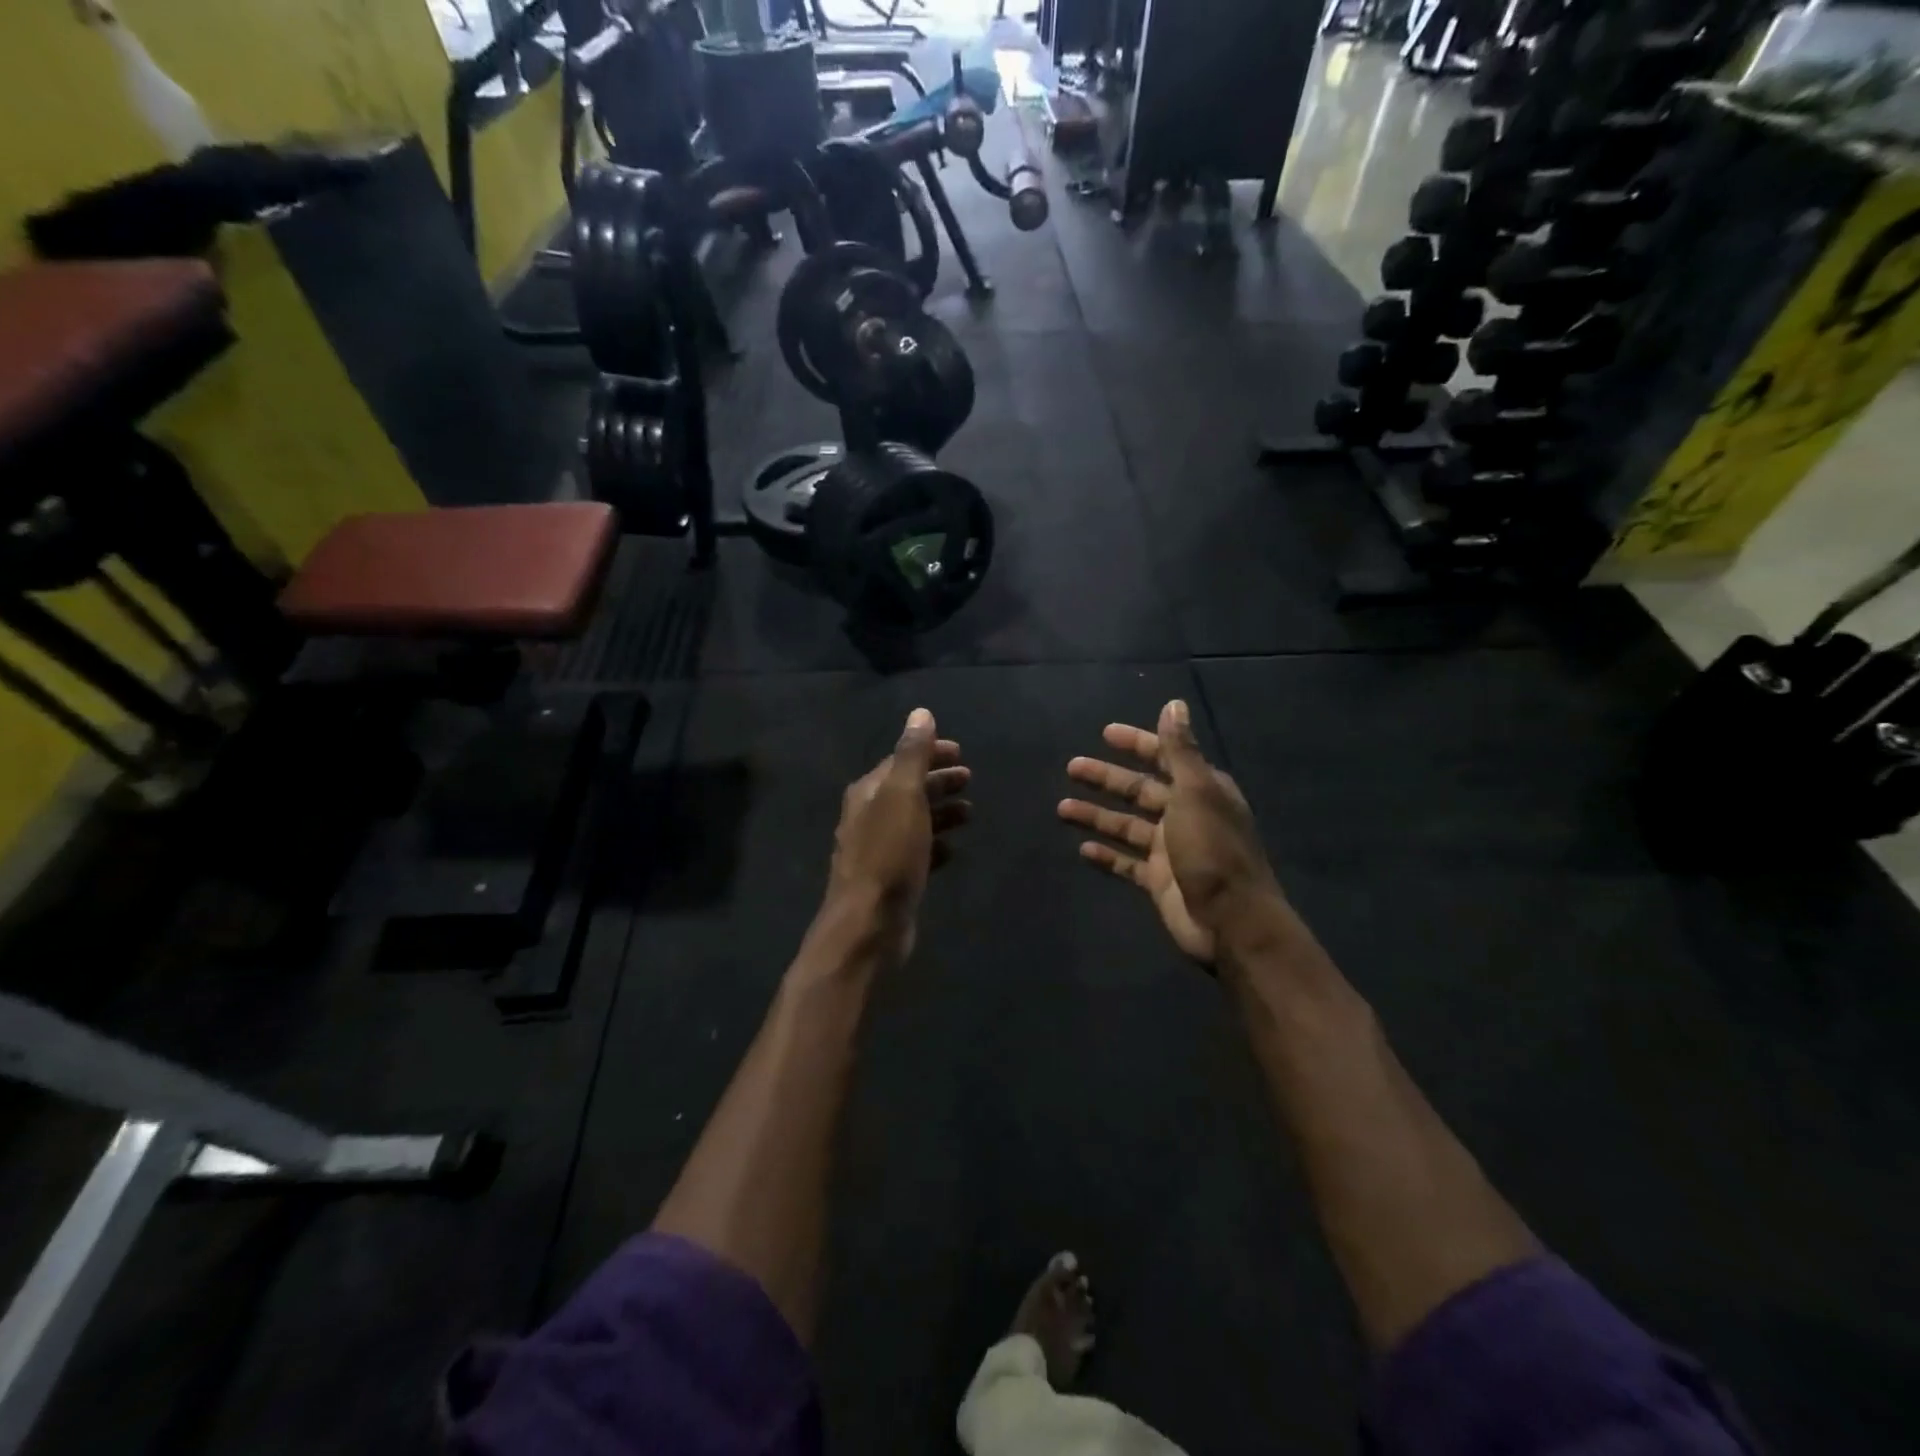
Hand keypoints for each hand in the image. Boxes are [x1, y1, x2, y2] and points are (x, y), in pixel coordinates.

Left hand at [822, 708, 970, 965]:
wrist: (869, 923)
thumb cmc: (888, 854)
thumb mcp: (903, 796)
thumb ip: (912, 755)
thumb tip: (920, 713)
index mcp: (868, 792)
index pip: (901, 761)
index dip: (930, 752)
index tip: (961, 752)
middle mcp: (869, 816)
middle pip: (908, 789)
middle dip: (938, 781)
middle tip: (970, 779)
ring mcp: (879, 849)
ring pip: (915, 821)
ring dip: (941, 812)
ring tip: (970, 813)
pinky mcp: (892, 878)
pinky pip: (917, 852)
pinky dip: (936, 845)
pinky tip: (954, 850)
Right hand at [1059, 699, 1280, 964]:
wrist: (1231, 921)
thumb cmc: (1212, 850)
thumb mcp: (1197, 792)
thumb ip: (1180, 750)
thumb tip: (1174, 704)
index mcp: (1201, 791)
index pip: (1165, 757)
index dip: (1137, 744)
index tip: (1106, 734)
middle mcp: (1186, 815)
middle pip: (1140, 791)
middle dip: (1107, 779)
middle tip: (1072, 767)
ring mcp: (1171, 850)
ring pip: (1127, 826)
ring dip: (1097, 815)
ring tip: (1061, 808)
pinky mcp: (1159, 881)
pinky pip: (1126, 863)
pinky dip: (1106, 855)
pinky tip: (1082, 849)